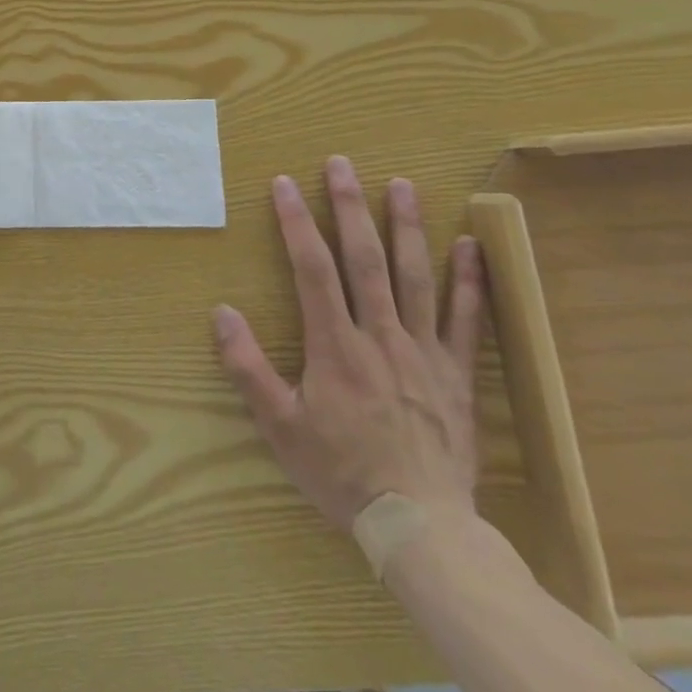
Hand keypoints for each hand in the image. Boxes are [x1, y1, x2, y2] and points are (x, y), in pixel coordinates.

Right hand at [212, 156, 483, 531]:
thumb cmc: (341, 473)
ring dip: (407, 227)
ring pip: (415, 277)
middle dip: (350, 206)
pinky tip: (469, 246)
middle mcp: (380, 336)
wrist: (422, 527)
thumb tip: (222, 312)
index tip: (284, 183)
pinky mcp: (457, 374)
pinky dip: (468, 281)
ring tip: (403, 184)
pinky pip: (467, 320)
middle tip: (342, 164)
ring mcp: (424, 352)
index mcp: (335, 346)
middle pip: (364, 258)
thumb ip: (248, 367)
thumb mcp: (279, 426)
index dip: (297, 222)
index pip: (312, 269)